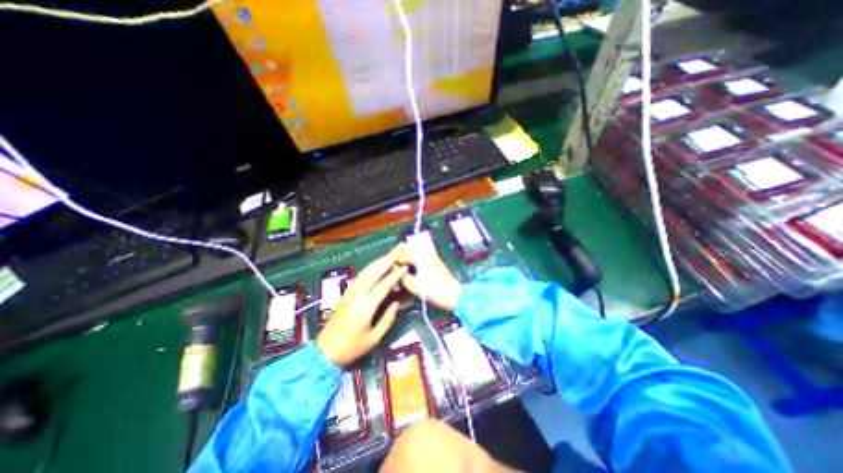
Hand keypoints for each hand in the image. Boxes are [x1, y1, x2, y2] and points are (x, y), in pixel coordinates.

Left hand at [317, 245, 407, 367]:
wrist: (325, 351)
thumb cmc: (351, 348)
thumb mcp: (374, 339)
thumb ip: (387, 319)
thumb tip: (397, 302)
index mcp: (365, 307)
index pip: (383, 286)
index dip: (395, 275)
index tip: (405, 266)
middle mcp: (357, 295)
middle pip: (373, 272)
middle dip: (387, 259)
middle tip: (399, 248)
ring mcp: (350, 292)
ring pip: (366, 271)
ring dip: (379, 260)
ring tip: (391, 253)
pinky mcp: (346, 293)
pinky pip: (361, 276)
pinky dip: (371, 267)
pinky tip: (378, 264)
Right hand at [400, 238, 464, 311]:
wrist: (453, 294)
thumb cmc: (433, 290)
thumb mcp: (413, 285)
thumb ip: (401, 276)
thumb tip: (393, 270)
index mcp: (419, 256)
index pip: (400, 256)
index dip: (393, 264)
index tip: (388, 272)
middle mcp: (425, 251)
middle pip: (407, 250)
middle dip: (400, 258)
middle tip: (393, 270)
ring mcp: (431, 255)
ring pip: (414, 252)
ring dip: (407, 258)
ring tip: (400, 270)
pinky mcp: (435, 260)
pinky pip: (420, 255)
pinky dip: (414, 260)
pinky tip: (411, 270)